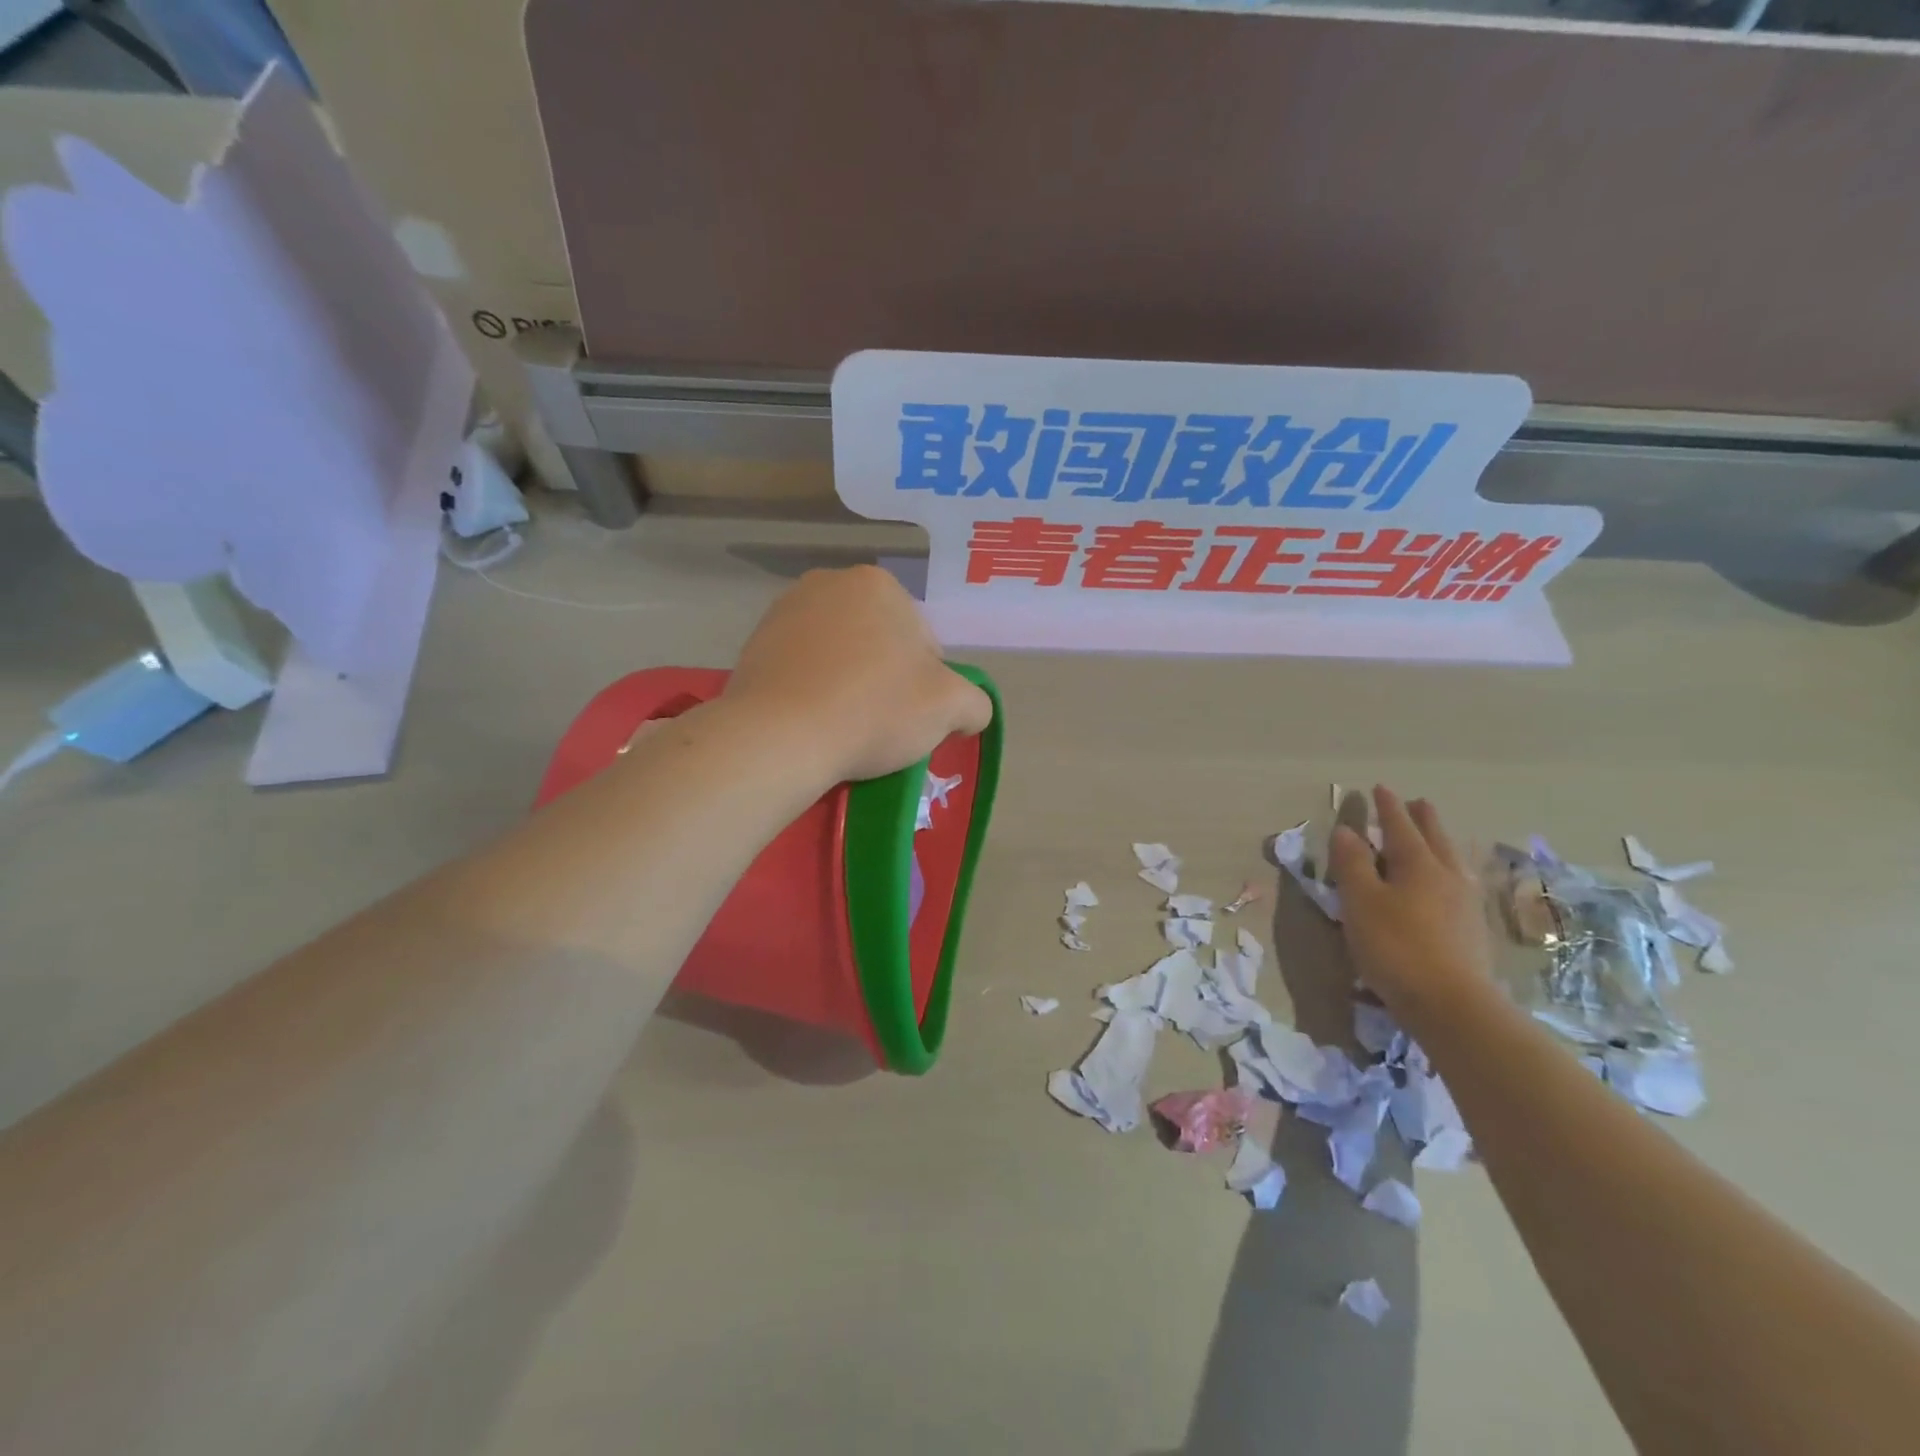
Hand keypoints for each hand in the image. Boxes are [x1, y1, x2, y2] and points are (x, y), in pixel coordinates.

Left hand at [722, 566, 993, 783]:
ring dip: (849, 684)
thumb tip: (968, 711)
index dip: (927, 684)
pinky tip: (813, 723)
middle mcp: (828, 583)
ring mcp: (783, 612)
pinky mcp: (753, 645)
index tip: (911, 716)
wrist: (779, 737)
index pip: (923, 641)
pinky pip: (802, 670)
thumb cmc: (874, 709)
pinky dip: (812, 692)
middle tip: (881, 723)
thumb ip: (975, 702)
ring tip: (844, 726)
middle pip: (879, 643)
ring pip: (839, 656)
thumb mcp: (950, 707)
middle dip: (885, 678)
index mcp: (878, 584)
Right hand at [1330, 786, 1491, 1021]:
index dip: (1386, 807)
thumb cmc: (1396, 946)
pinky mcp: (1472, 930)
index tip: (1379, 788)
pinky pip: (1458, 883)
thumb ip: (1352, 864)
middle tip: (1417, 802)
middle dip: (1423, 819)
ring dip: (1440, 842)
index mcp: (1417, 864)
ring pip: (1451, 860)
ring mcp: (1465, 904)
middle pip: (1435, 838)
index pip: (1399, 826)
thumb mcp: (1360, 902)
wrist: (1452, 1005)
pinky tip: (1447, 882)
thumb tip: (1345, 830)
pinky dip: (1447, 870)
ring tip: (1435, 836)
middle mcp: (1446, 876)